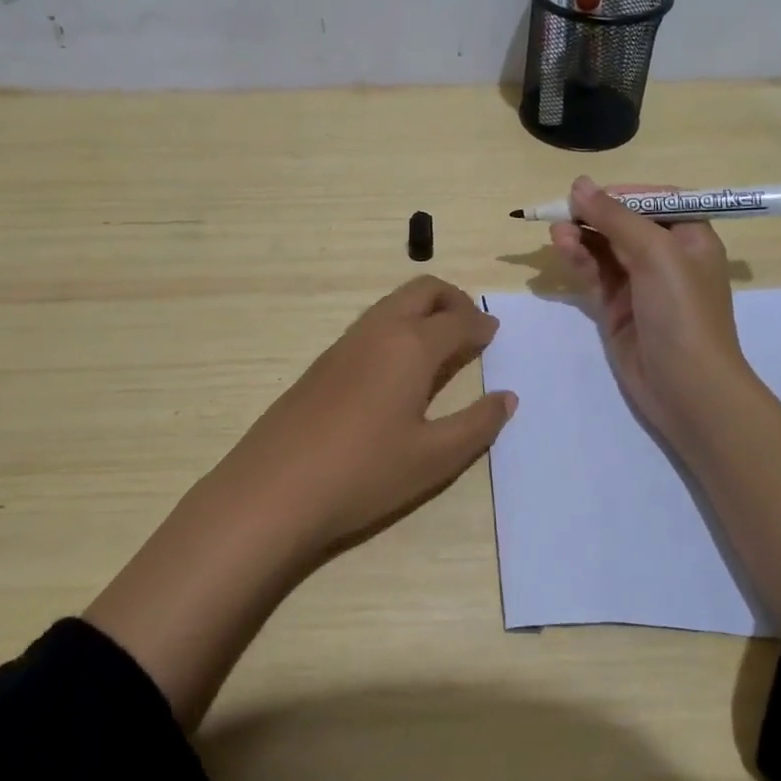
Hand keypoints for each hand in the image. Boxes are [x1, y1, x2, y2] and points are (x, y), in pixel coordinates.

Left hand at [216, 275, 516, 563]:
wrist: (273, 489)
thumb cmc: (364, 473)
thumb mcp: (433, 458)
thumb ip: (477, 425)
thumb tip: (507, 397)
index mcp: (410, 346)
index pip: (457, 320)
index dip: (481, 325)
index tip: (494, 334)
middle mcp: (378, 331)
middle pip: (422, 291)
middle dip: (453, 300)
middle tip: (471, 328)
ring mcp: (345, 343)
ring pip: (392, 304)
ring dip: (422, 311)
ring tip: (440, 347)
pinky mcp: (322, 363)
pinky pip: (371, 326)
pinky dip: (397, 328)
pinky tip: (398, 370)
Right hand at [551, 176, 753, 452]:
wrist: (687, 387)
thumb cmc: (682, 311)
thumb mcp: (655, 253)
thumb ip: (615, 216)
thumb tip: (579, 183)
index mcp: (690, 237)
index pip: (653, 201)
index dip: (621, 194)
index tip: (589, 194)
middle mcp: (667, 256)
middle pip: (623, 223)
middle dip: (593, 216)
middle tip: (562, 214)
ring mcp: (641, 283)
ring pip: (604, 248)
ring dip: (581, 237)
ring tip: (558, 234)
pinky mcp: (618, 307)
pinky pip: (595, 274)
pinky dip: (579, 260)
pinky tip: (564, 249)